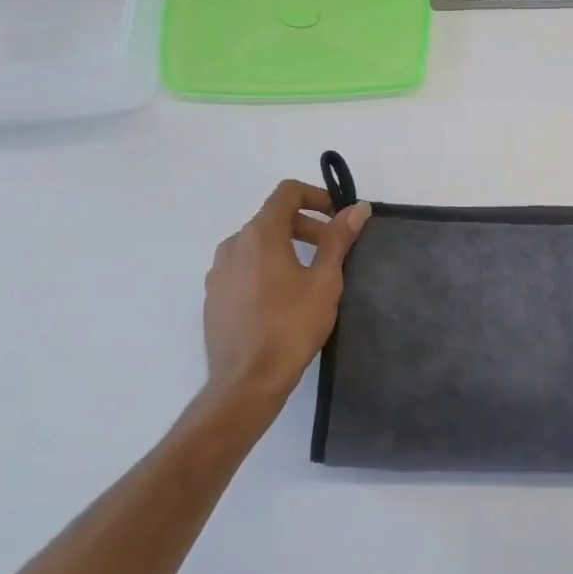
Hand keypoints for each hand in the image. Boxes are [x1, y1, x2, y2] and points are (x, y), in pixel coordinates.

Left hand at [200, 180, 370, 417]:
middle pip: (273, 218)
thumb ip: (338, 239)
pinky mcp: (214, 295)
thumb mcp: (324, 281)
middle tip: (334, 251)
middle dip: (307, 226)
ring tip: (311, 277)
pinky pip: (244, 267)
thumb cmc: (291, 327)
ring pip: (257, 244)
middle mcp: (233, 244)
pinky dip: (267, 267)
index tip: (339, 218)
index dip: (317, 196)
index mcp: (259, 234)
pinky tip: (283, 299)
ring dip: (287, 247)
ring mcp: (219, 271)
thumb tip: (358, 208)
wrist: (246, 381)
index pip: (287, 192)